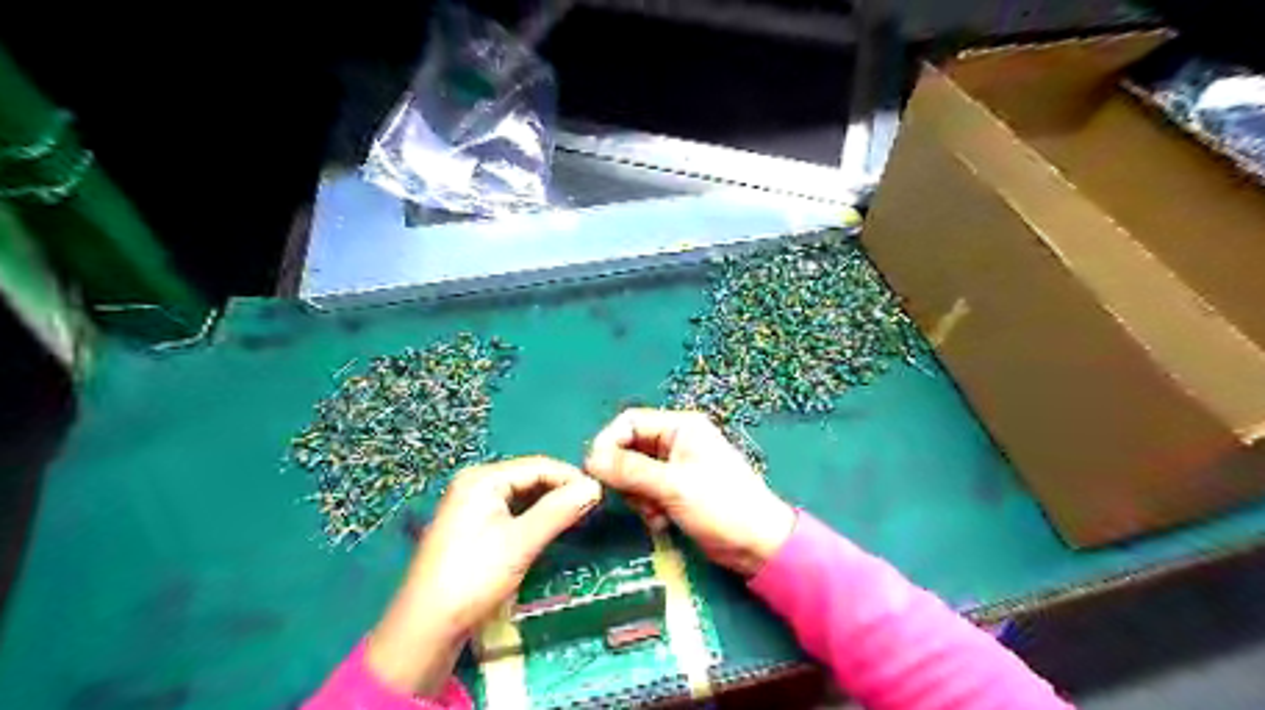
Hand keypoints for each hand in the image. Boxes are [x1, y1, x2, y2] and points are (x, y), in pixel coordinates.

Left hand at [367, 457, 602, 696]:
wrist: (425, 628)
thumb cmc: (474, 577)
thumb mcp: (521, 542)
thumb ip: (558, 510)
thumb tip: (595, 487)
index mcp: (482, 478)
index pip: (538, 465)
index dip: (571, 477)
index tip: (601, 494)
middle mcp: (475, 484)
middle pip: (529, 478)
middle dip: (561, 490)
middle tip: (592, 508)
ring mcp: (471, 506)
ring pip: (522, 496)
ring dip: (550, 505)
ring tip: (578, 518)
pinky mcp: (472, 527)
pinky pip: (512, 511)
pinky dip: (534, 518)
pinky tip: (551, 528)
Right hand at [588, 411, 794, 577]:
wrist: (758, 545)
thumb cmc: (721, 506)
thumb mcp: (673, 486)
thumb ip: (630, 470)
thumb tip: (590, 459)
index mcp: (680, 427)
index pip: (629, 422)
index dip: (608, 443)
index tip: (594, 471)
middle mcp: (675, 441)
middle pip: (629, 448)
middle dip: (625, 476)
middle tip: (634, 499)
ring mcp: (676, 467)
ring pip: (634, 473)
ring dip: (637, 496)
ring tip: (654, 514)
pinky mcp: (676, 491)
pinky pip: (646, 491)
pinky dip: (647, 507)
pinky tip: (661, 522)